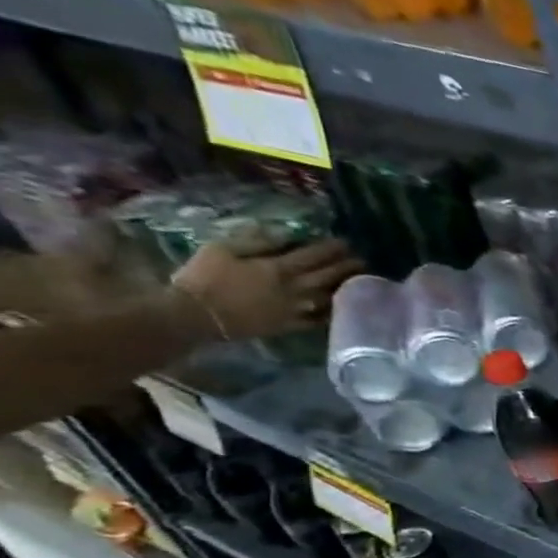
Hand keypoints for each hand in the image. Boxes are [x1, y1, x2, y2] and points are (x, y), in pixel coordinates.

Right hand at [171, 237, 358, 340]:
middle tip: (362, 261)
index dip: (332, 249)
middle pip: (329, 275)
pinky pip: (322, 319)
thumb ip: (255, 240)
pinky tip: (346, 306)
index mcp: (278, 268)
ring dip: (347, 287)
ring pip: (330, 296)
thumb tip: (284, 232)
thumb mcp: (222, 249)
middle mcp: (295, 289)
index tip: (346, 243)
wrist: (196, 314)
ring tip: (361, 280)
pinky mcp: (293, 325)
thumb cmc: (203, 277)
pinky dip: (336, 311)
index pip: (314, 255)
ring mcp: (297, 309)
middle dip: (348, 267)